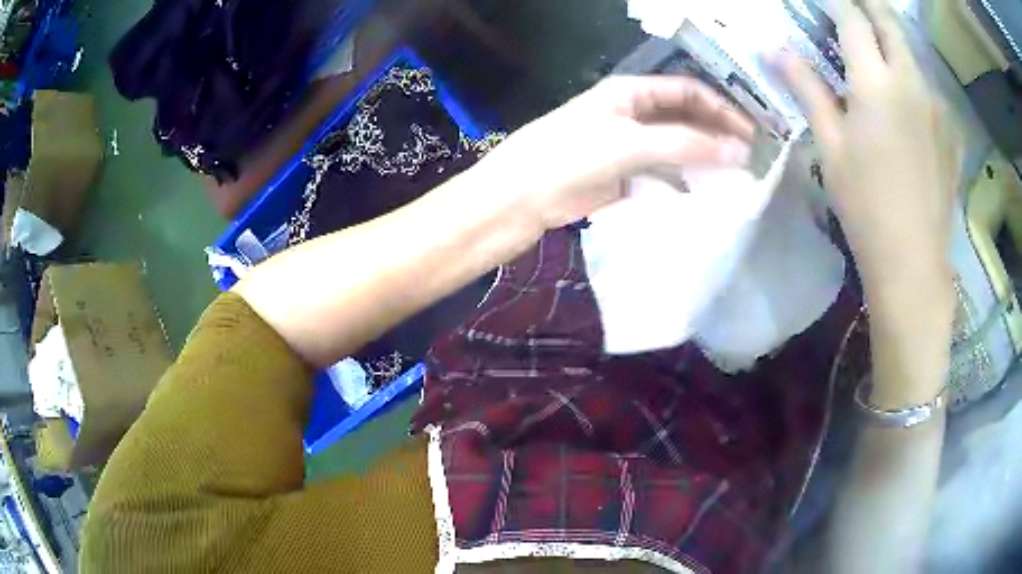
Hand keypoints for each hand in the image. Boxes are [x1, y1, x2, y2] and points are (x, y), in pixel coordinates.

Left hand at [471, 76, 755, 228]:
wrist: (525, 196)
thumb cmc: (573, 155)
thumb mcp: (633, 143)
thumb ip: (687, 145)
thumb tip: (739, 151)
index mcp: (631, 92)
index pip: (687, 91)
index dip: (721, 107)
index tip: (750, 132)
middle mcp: (632, 113)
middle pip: (684, 117)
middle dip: (716, 133)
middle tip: (750, 156)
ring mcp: (628, 144)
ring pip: (676, 146)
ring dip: (703, 159)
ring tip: (735, 177)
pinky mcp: (623, 174)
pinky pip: (662, 173)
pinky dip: (683, 181)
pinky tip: (703, 193)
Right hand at [779, 0, 959, 301]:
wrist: (913, 263)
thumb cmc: (865, 206)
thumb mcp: (830, 146)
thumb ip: (807, 89)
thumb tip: (776, 50)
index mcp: (875, 82)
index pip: (852, 19)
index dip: (837, 4)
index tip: (827, 3)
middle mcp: (910, 82)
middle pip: (890, 22)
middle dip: (870, 5)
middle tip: (856, 3)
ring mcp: (937, 107)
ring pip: (912, 54)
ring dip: (894, 42)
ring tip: (880, 50)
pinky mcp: (951, 133)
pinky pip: (931, 91)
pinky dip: (915, 81)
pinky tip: (909, 102)